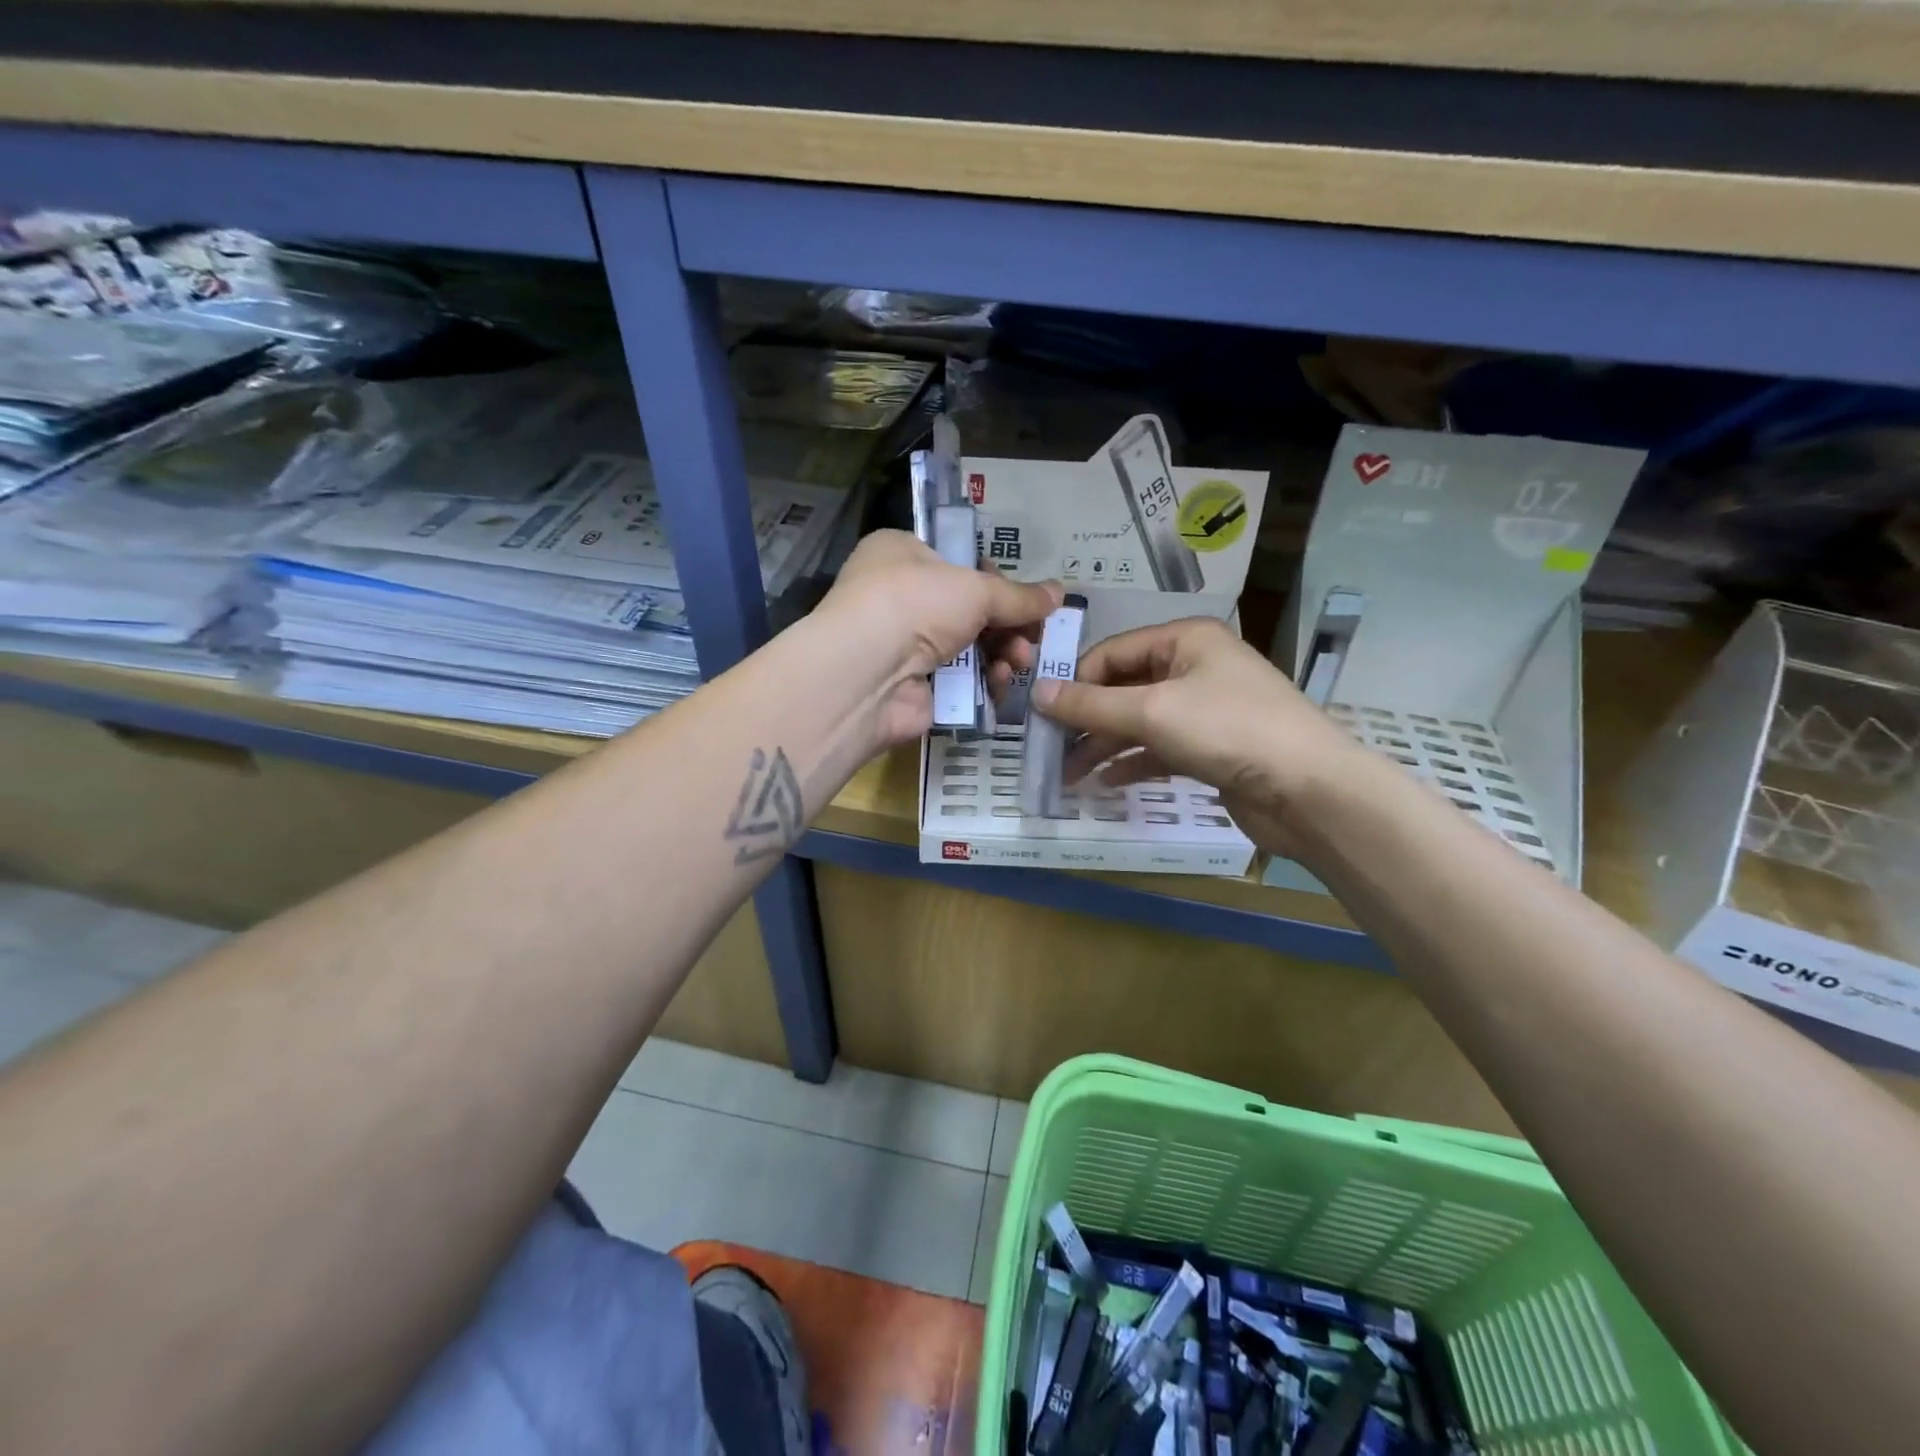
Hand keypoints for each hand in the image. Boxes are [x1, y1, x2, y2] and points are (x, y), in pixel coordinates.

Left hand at [815, 530, 1061, 749]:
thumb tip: (1059, 593)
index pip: (958, 563)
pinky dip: (983, 681)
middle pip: (969, 609)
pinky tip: (999, 683)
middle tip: (1033, 639)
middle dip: (1008, 625)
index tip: (1024, 600)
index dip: (996, 581)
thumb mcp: (975, 589)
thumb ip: (1019, 596)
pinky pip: (959, 680)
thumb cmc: (915, 604)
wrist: (866, 673)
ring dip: (1002, 653)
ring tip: (1018, 662)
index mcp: (901, 554)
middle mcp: (899, 596)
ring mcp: (903, 644)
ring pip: (968, 646)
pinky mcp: (912, 685)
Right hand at [1030, 617, 1365, 857]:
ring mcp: (1205, 708)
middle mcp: (1194, 667)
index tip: (1043, 714)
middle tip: (1050, 749)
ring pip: (1140, 720)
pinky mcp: (1212, 747)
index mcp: (1185, 639)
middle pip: (1124, 687)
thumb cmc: (1228, 730)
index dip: (1075, 680)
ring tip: (1068, 774)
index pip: (1113, 652)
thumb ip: (1091, 704)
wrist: (1309, 789)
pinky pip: (1160, 748)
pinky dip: (1133, 762)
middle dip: (1087, 719)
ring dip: (1104, 745)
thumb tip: (1036, 692)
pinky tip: (1106, 782)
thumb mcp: (1151, 711)